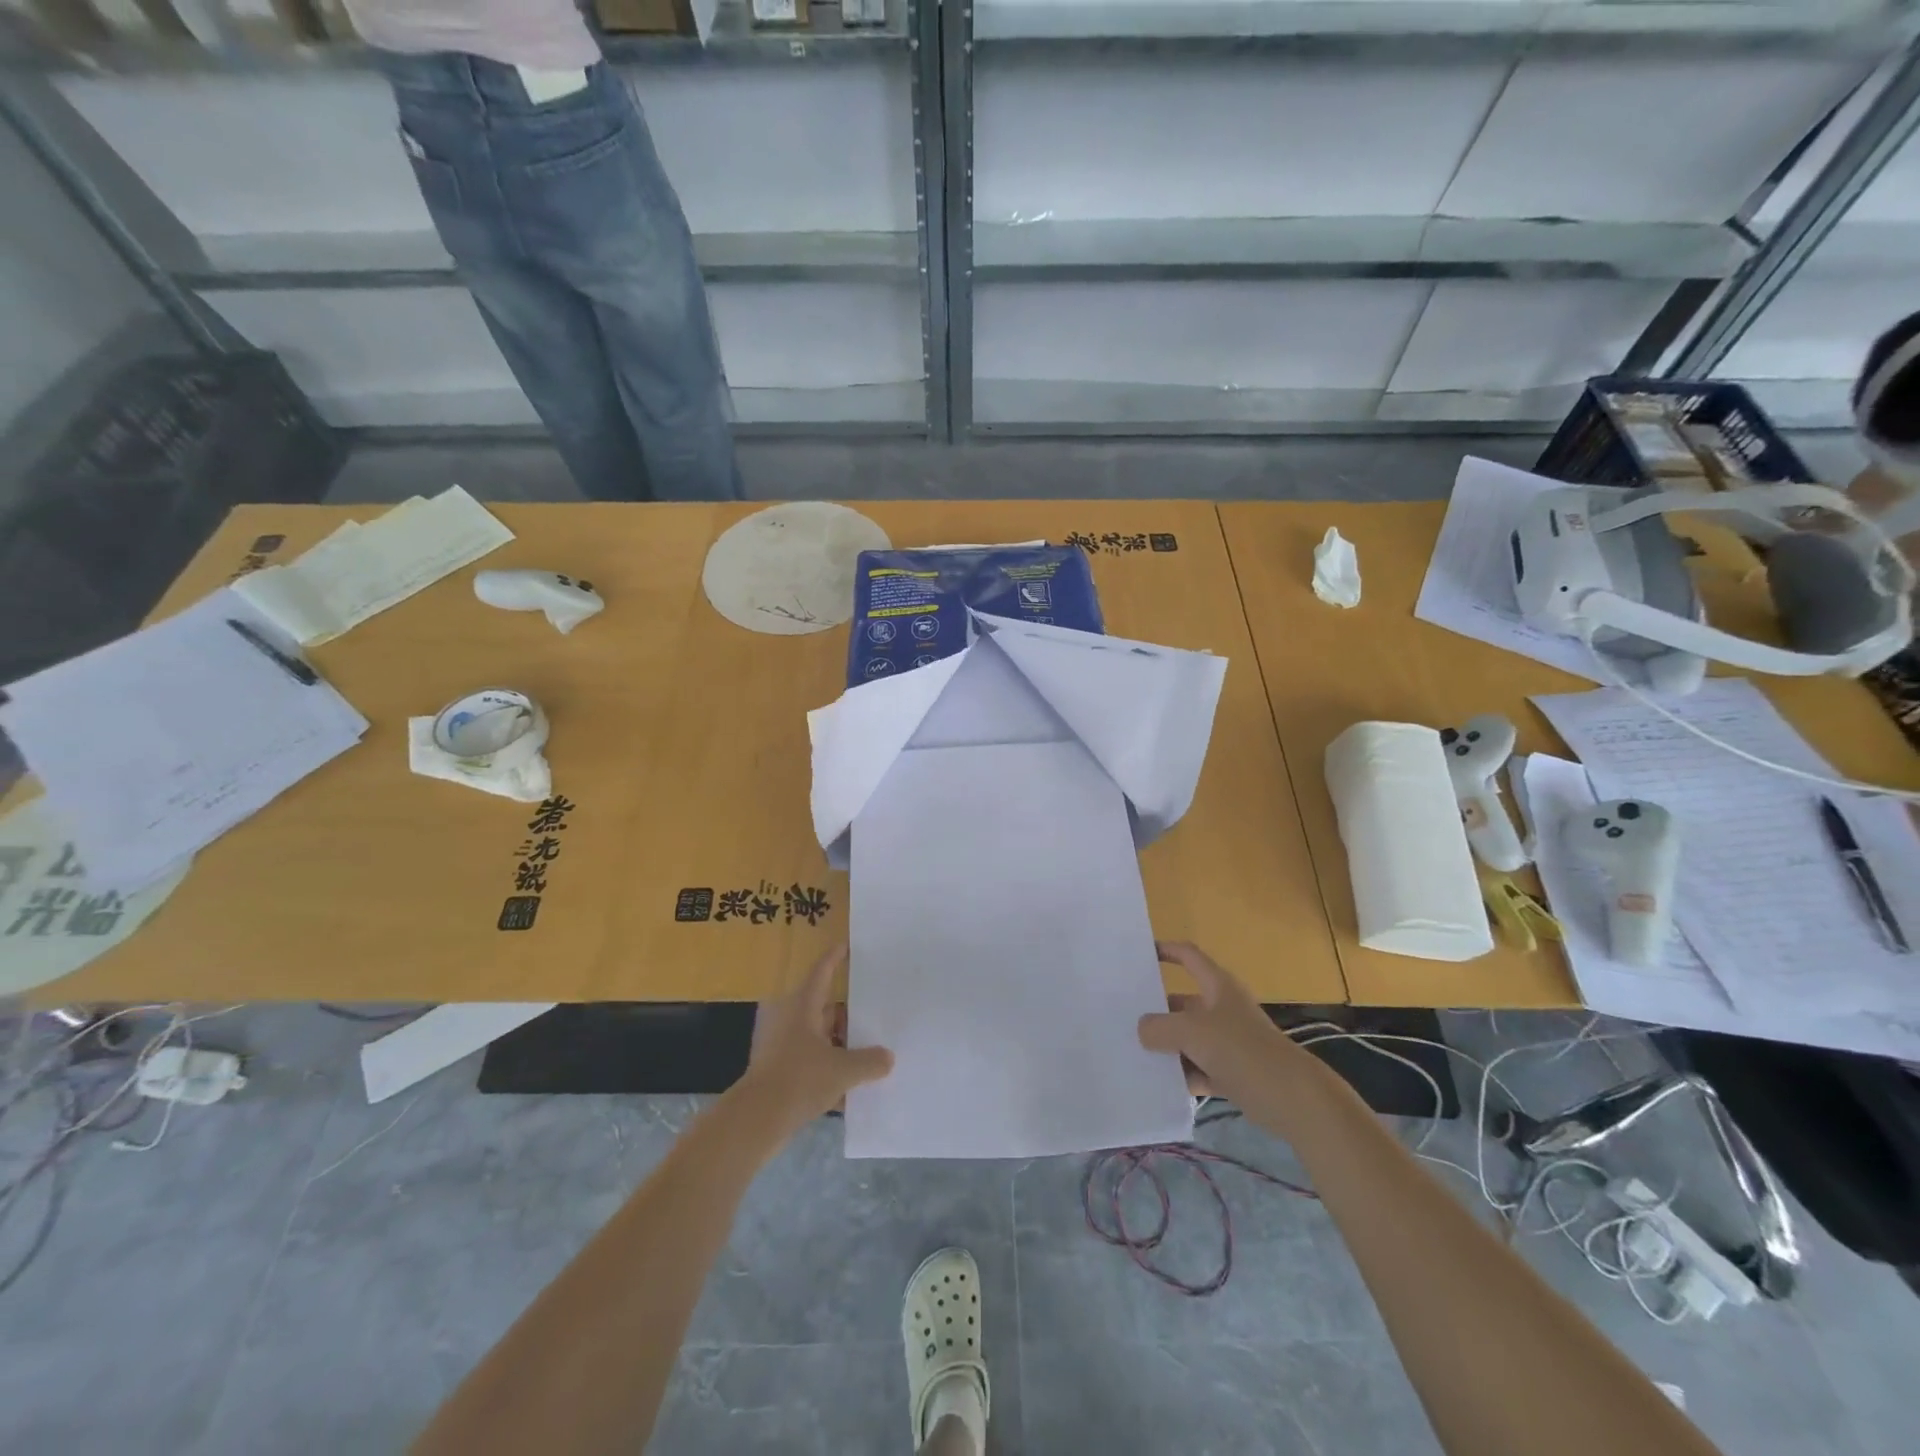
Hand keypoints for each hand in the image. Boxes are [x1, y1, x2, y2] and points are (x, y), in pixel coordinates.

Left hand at [734, 943, 892, 1144]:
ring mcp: (780, 1043)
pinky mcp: (776, 1068)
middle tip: (873, 1012)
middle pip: (822, 1005)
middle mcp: (789, 1018)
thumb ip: (869, 1061)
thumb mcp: (842, 1070)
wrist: (755, 1119)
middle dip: (847, 1011)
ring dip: (838, 1041)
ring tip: (866, 1051)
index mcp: (802, 1005)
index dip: (835, 957)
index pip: (822, 971)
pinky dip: (826, 1064)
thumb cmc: (799, 1079)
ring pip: (816, 1033)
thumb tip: (888, 1057)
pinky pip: (808, 1058)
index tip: (848, 946)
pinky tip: (847, 1084)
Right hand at [1138, 941, 1300, 1109]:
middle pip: (1182, 1003)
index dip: (1165, 950)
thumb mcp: (1191, 1031)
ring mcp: (1228, 1042)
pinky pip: (1197, 1068)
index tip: (1138, 954)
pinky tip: (1156, 1084)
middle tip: (1122, 1015)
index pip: (1188, 956)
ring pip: (1188, 1039)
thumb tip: (1142, 1030)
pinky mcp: (1231, 1072)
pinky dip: (1181, 1074)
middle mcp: (1222, 1009)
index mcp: (1217, 986)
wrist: (1292, 1098)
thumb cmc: (1241, 1049)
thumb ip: (1159, 1027)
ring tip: (1131, 1051)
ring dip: (1166, 1046)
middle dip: (1156, 1010)